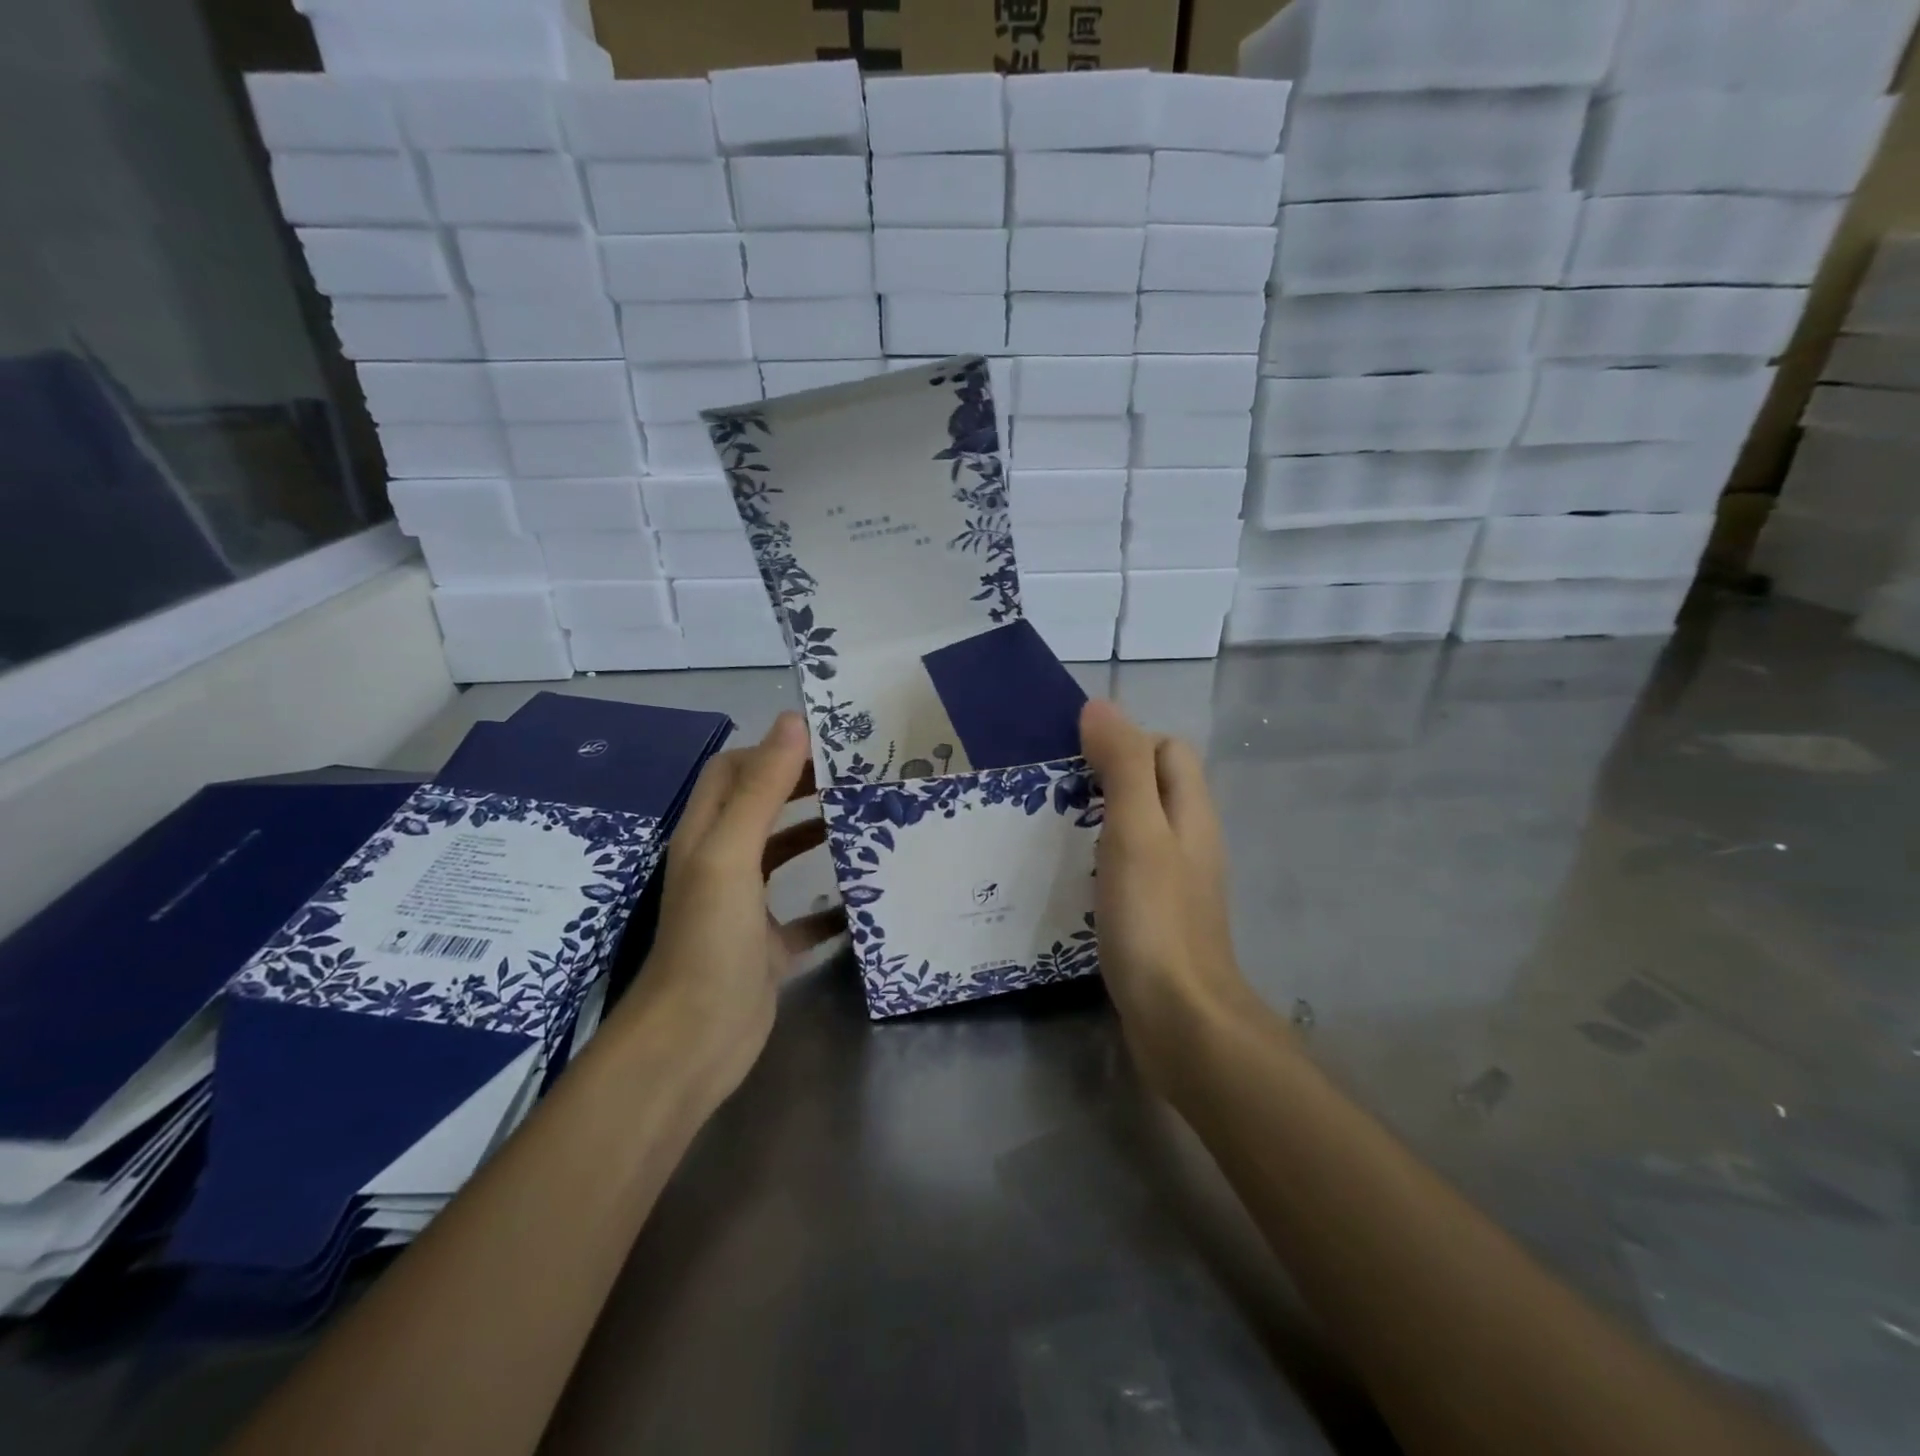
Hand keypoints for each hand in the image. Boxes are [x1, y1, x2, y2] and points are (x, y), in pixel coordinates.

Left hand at [619, 712, 842, 1097]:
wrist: (695, 1041)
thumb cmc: (710, 938)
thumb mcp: (732, 854)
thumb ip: (761, 789)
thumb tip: (793, 721)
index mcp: (707, 835)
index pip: (734, 771)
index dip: (771, 751)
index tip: (826, 745)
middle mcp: (722, 864)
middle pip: (761, 808)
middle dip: (802, 787)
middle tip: (856, 777)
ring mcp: (744, 908)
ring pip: (783, 857)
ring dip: (817, 836)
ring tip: (865, 822)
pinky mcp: (768, 947)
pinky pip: (805, 917)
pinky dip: (831, 904)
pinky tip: (864, 899)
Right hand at [1079, 700, 1266, 1095]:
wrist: (1181, 1019)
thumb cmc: (1155, 918)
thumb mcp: (1135, 831)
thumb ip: (1122, 767)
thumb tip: (1101, 706)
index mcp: (1191, 812)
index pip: (1168, 749)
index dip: (1127, 741)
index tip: (1077, 759)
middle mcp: (1190, 840)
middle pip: (1154, 785)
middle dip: (1107, 776)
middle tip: (1055, 794)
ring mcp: (1176, 881)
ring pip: (1140, 826)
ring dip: (1100, 817)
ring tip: (1052, 829)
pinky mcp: (1158, 915)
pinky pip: (1129, 866)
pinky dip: (1101, 857)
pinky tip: (1070, 876)